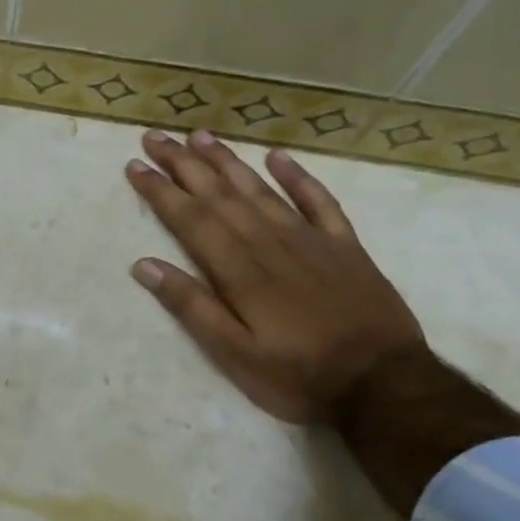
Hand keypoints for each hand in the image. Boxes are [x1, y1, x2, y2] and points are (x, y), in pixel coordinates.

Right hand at [126, 130, 425, 425]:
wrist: (384, 384)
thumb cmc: (298, 376)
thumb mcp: (233, 354)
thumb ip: (191, 307)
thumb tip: (144, 265)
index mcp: (240, 272)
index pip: (191, 220)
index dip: (161, 192)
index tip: (135, 166)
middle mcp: (271, 244)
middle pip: (220, 196)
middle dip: (184, 165)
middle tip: (156, 137)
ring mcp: (311, 241)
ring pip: (261, 191)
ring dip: (228, 162)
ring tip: (201, 136)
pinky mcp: (345, 247)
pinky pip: (319, 202)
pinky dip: (298, 178)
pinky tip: (278, 157)